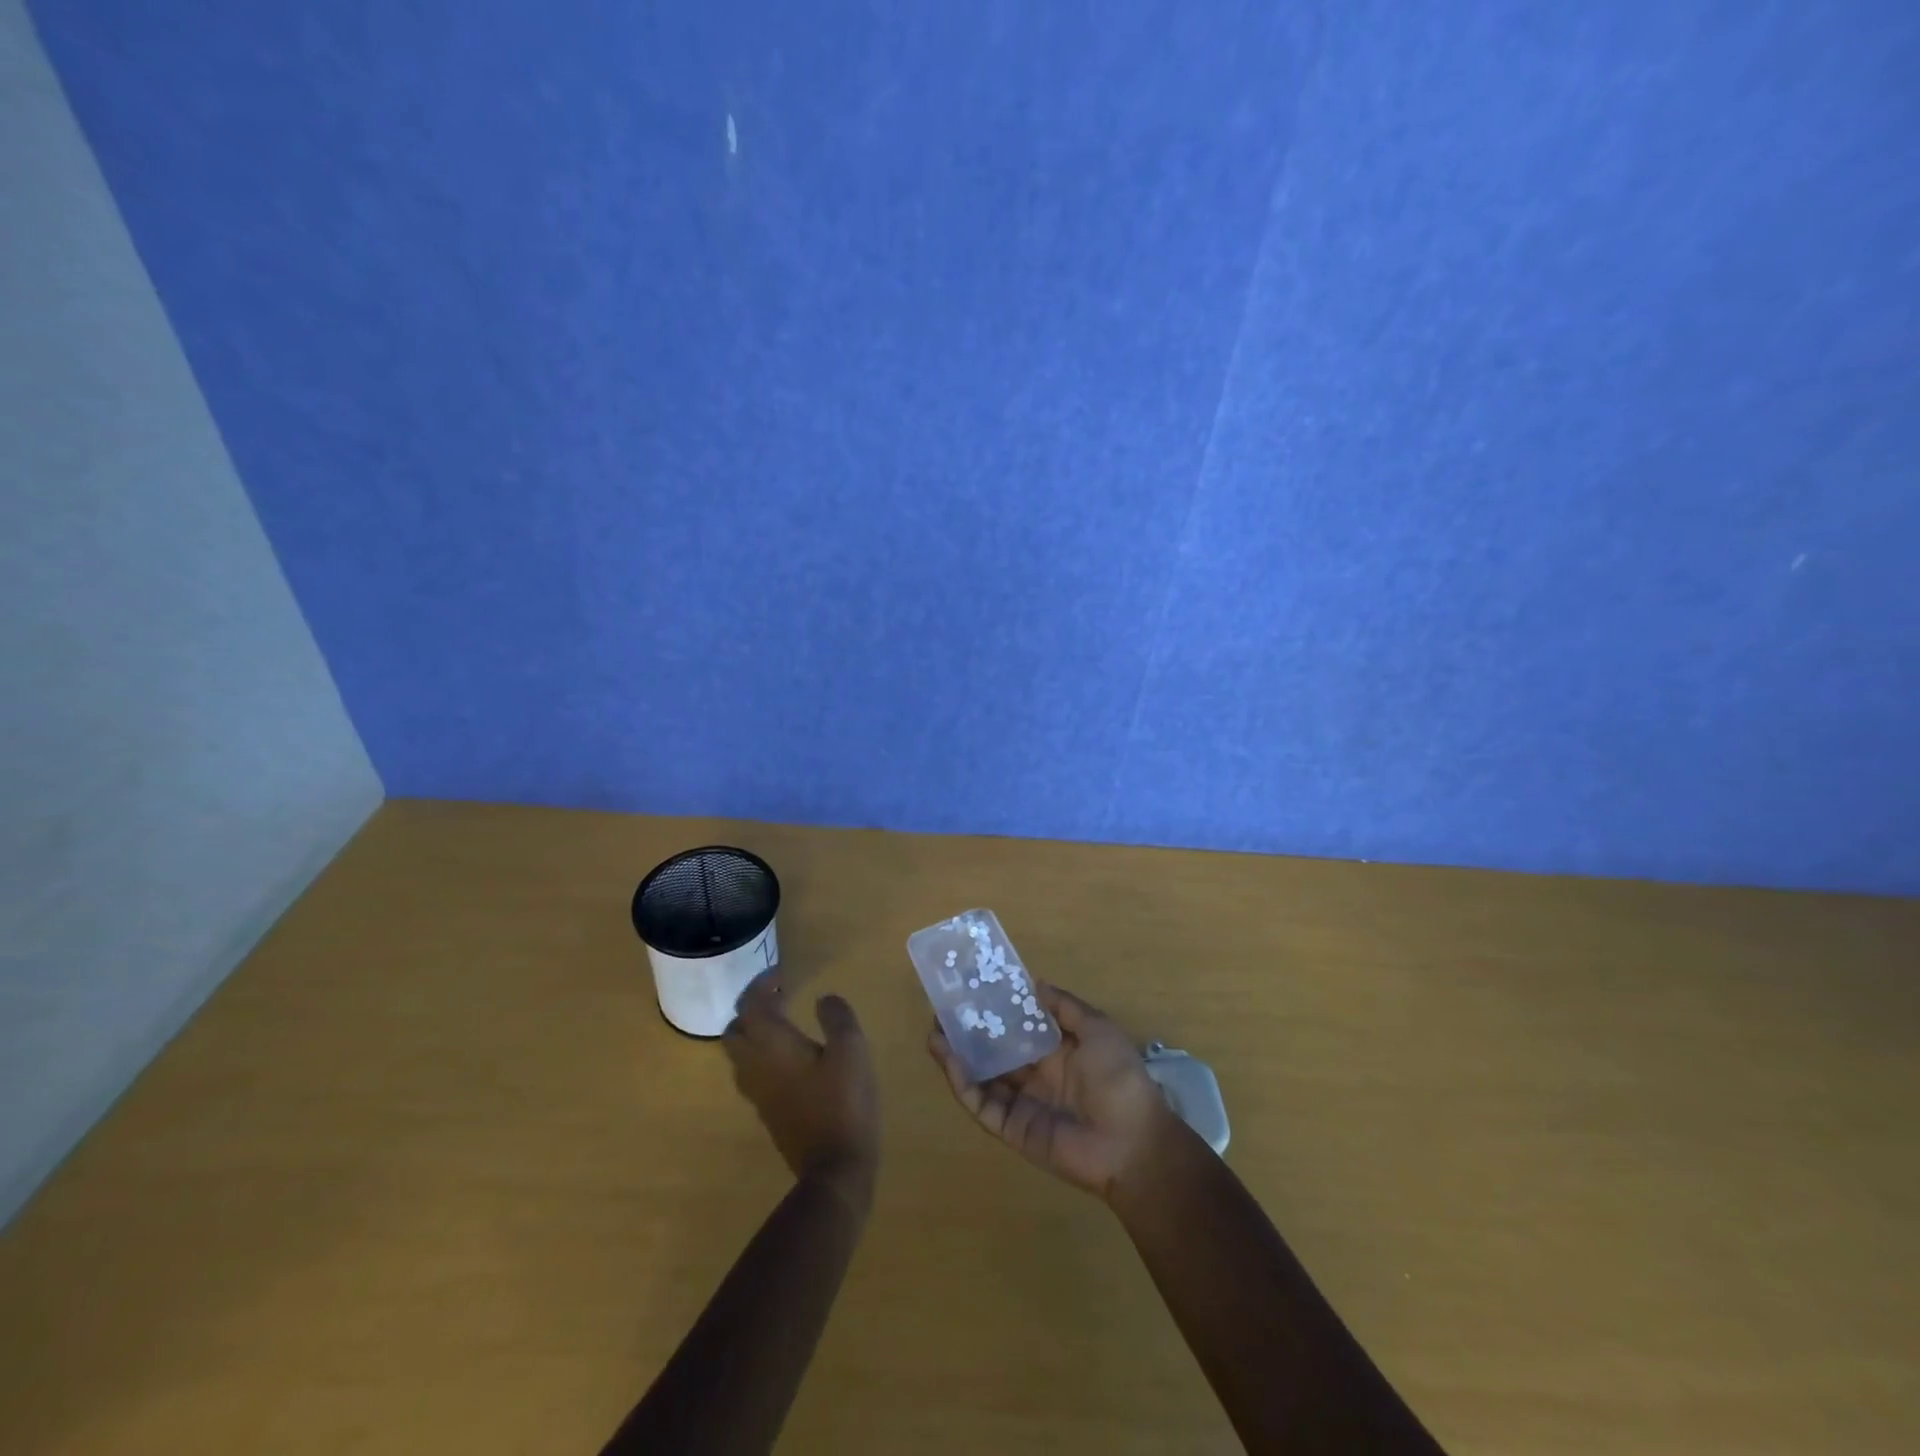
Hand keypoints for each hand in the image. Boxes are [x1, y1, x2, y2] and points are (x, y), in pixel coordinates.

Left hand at [724, 974, 879, 1213]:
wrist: (834, 1168)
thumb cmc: (844, 1101)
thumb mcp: (851, 1049)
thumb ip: (836, 1017)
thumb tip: (823, 999)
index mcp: (771, 1045)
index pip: (750, 1005)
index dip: (761, 985)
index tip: (782, 975)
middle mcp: (755, 1066)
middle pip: (734, 1029)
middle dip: (751, 1008)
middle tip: (779, 997)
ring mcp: (757, 1093)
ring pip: (739, 1054)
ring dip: (753, 1032)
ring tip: (783, 1022)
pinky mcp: (767, 1112)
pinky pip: (751, 1073)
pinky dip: (761, 1054)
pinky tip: (790, 1056)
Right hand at [927, 980, 1174, 1201]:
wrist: (1132, 1143)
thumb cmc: (1119, 1078)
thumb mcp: (1098, 1030)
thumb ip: (1065, 1007)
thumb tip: (1034, 983)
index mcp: (1058, 1052)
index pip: (1019, 1026)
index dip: (996, 1009)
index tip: (972, 989)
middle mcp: (1037, 1075)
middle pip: (995, 1050)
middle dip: (969, 1032)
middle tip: (942, 1011)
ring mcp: (1022, 1103)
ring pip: (982, 1076)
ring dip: (957, 1056)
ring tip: (933, 1032)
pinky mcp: (1012, 1128)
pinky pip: (982, 1104)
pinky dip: (963, 1083)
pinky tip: (949, 1060)